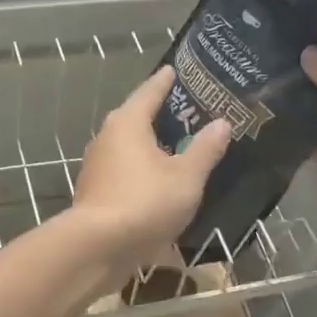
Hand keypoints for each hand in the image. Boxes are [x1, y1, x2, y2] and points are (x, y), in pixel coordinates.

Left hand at [70, 66, 231, 270]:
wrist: (97, 247)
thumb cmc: (144, 202)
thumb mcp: (186, 177)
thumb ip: (204, 150)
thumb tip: (221, 123)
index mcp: (128, 123)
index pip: (149, 92)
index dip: (165, 81)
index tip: (175, 70)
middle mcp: (107, 137)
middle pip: (135, 117)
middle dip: (159, 114)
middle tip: (186, 110)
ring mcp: (97, 165)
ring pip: (128, 146)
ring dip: (150, 144)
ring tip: (177, 146)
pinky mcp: (95, 191)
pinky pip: (124, 170)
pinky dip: (141, 169)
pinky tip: (158, 180)